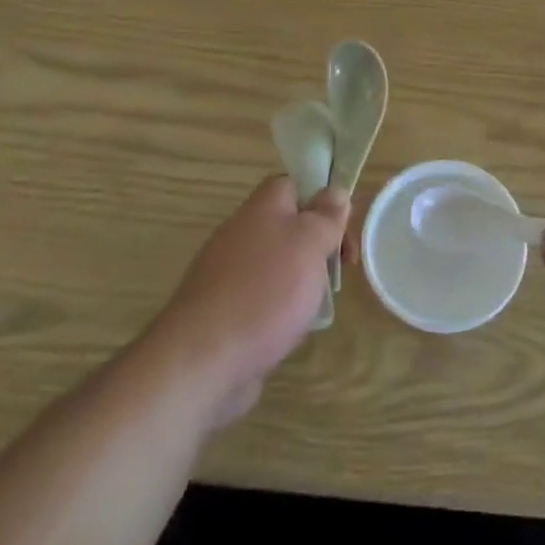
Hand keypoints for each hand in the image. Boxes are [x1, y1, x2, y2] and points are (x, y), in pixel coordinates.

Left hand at [159, 175, 347, 424]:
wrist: (202, 360)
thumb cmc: (265, 291)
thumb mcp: (309, 243)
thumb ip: (326, 215)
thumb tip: (334, 192)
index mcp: (262, 207)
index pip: (294, 183)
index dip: (322, 198)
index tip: (342, 227)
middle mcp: (242, 233)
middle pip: (289, 226)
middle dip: (318, 246)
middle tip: (340, 270)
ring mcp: (229, 273)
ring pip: (278, 265)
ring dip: (302, 281)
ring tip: (317, 305)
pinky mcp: (224, 311)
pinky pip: (262, 298)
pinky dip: (280, 310)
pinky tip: (290, 330)